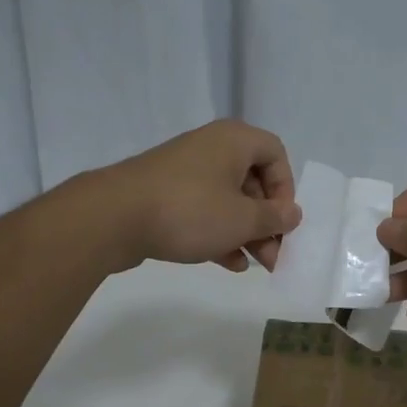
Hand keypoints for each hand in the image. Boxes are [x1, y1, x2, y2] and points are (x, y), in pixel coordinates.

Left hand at [98, 119, 300, 272]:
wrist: (114, 217)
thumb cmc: (190, 210)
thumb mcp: (242, 219)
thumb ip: (273, 218)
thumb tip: (292, 214)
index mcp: (234, 141)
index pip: (275, 154)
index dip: (285, 188)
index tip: (282, 221)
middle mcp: (211, 149)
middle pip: (253, 181)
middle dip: (267, 221)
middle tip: (275, 254)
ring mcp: (185, 172)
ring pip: (228, 200)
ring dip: (246, 232)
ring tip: (258, 265)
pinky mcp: (165, 195)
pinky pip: (203, 211)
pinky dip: (220, 233)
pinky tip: (229, 263)